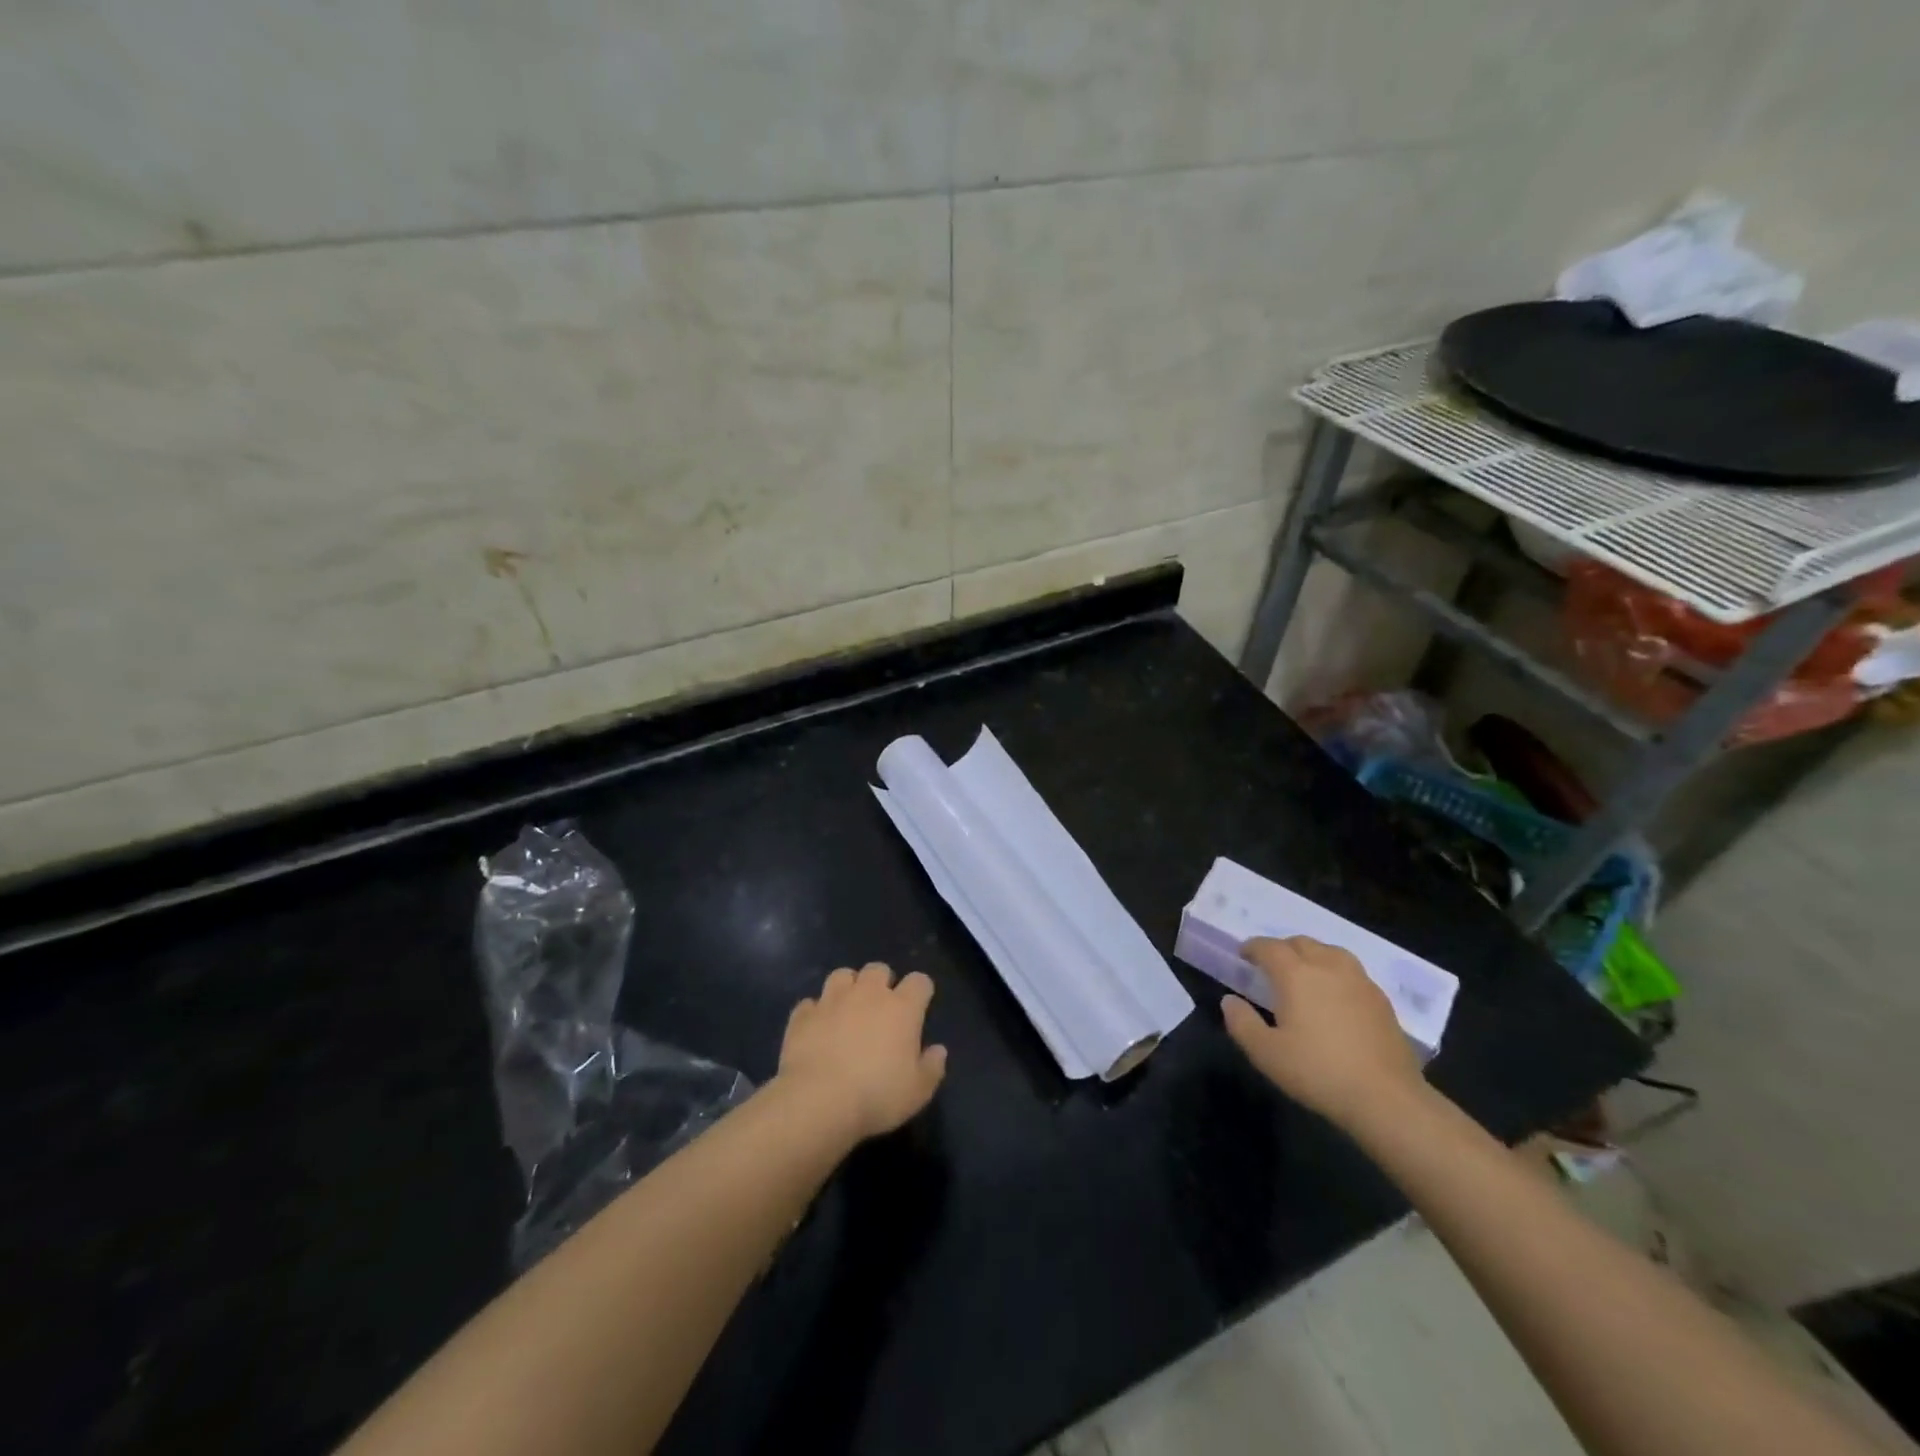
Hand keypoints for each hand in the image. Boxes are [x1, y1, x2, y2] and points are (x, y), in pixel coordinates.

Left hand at [776, 962, 947, 1142]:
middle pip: (878, 969)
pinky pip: (810, 1004)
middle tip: (881, 1008)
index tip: (919, 1007)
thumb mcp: (918, 1091)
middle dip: (881, 982)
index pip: (919, 981)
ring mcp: (832, 1000)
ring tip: (847, 1009)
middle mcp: (868, 994)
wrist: (818, 1101)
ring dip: (847, 988)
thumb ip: (932, 1067)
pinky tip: (817, 1029)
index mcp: (902, 1008)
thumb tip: (938, 1050)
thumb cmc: (877, 1096)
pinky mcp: (803, 1015)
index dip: (921, 991)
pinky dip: (815, 1012)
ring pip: (842, 975)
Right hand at [1221, 936, 1426, 1129]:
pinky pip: (1352, 972)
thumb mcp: (1266, 1053)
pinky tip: (1335, 996)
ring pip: (1331, 952)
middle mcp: (1328, 967)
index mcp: (1296, 974)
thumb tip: (1230, 1000)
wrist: (1386, 1099)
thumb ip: (1242, 1023)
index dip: (1253, 947)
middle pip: (1302, 942)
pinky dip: (1336, 973)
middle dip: (1282, 948)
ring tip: (1305, 974)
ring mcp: (1359, 981)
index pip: (1269, 947)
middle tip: (1271, 966)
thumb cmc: (1318, 1072)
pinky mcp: (1382, 1000)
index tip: (1243, 956)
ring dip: (1312, 955)